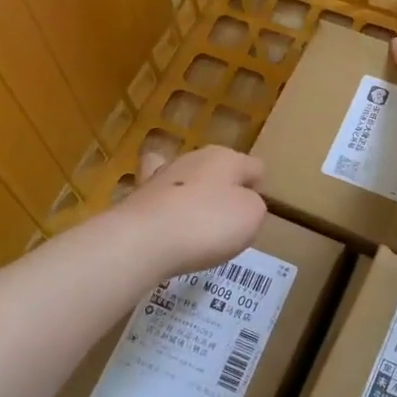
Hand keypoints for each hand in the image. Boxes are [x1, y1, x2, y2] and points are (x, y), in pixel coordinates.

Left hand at [117, 144, 267, 276]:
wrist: (144, 240)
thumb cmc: (208, 224)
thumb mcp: (251, 217)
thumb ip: (254, 205)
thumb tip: (242, 202)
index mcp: (227, 158)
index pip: (255, 167)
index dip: (258, 190)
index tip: (252, 215)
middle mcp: (194, 157)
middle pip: (218, 169)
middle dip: (223, 190)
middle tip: (226, 223)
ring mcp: (162, 174)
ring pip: (186, 178)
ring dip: (192, 194)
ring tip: (196, 224)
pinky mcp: (138, 195)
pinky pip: (159, 195)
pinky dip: (163, 203)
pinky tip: (163, 215)